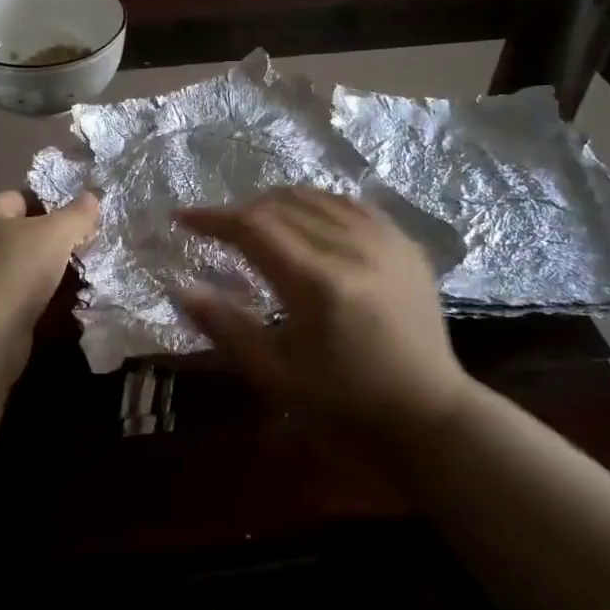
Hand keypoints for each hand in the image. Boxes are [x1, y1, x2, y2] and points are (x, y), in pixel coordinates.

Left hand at [0, 190, 99, 385]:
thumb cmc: (16, 271)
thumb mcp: (55, 234)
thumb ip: (77, 214)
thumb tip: (93, 196)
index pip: (26, 196)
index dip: (57, 203)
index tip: (86, 217)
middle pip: (29, 232)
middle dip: (60, 240)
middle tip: (91, 245)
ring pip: (30, 265)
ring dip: (57, 271)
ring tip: (90, 272)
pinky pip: (27, 294)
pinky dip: (48, 297)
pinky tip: (73, 300)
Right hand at [176, 187, 478, 435]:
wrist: (428, 411)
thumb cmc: (344, 401)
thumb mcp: (276, 374)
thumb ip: (226, 326)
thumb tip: (180, 288)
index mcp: (317, 282)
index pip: (253, 227)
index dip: (212, 218)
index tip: (182, 217)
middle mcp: (352, 248)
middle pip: (281, 204)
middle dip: (240, 210)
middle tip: (217, 229)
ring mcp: (385, 240)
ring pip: (316, 197)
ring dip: (276, 203)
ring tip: (255, 222)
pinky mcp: (405, 243)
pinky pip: (351, 204)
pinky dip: (317, 204)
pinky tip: (305, 220)